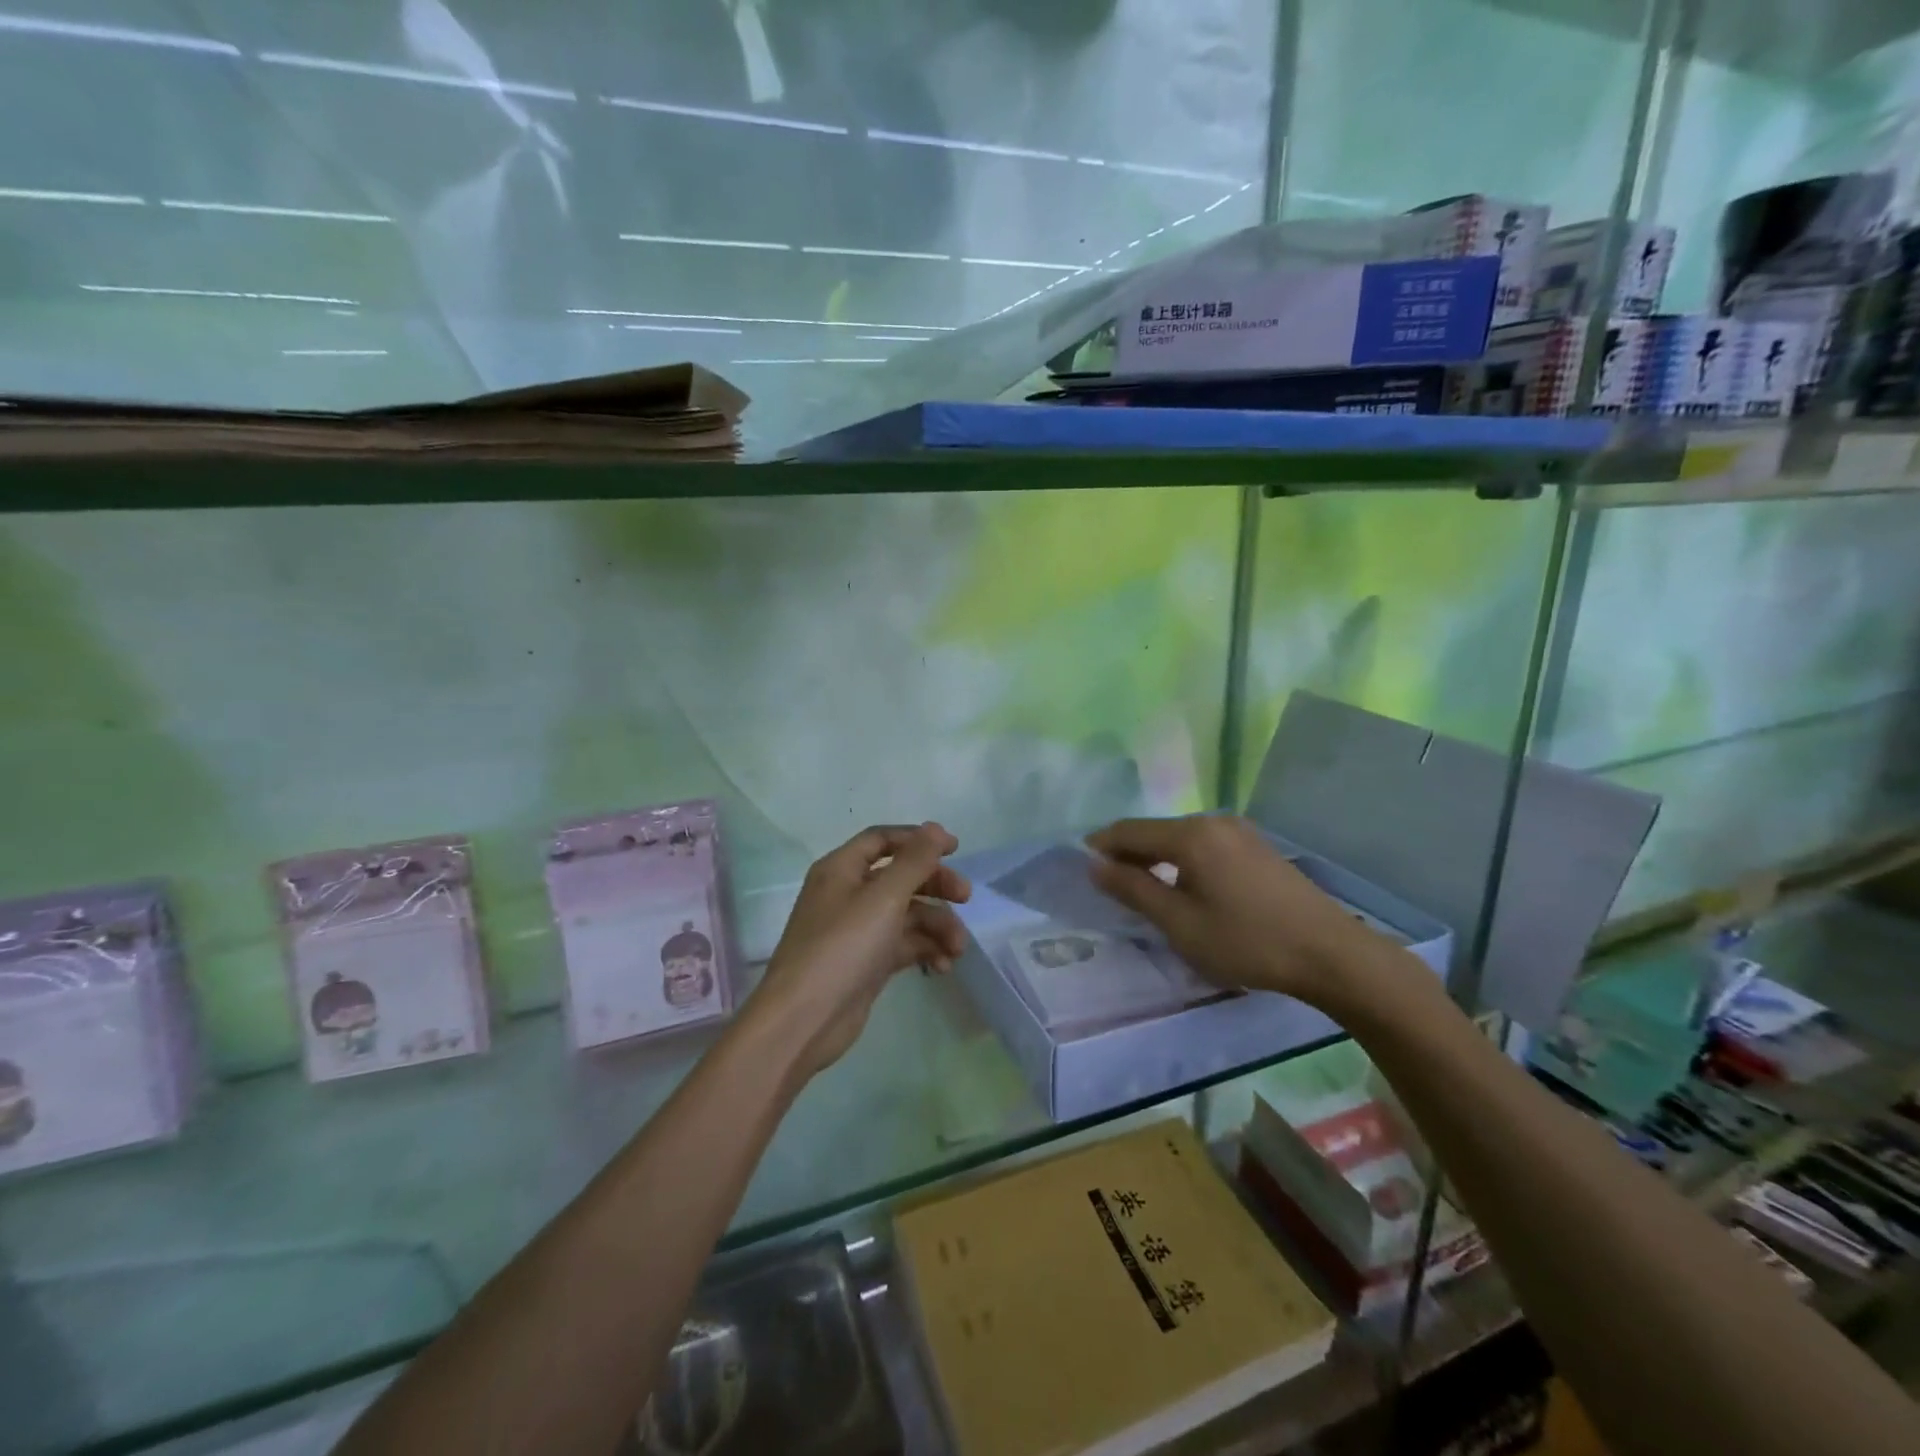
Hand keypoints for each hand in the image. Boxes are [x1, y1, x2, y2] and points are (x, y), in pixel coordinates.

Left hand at [753, 823, 971, 1078]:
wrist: (805, 1020)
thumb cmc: (843, 947)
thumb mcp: (884, 898)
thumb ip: (915, 861)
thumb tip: (935, 828)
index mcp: (841, 870)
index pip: (882, 840)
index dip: (918, 840)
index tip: (955, 849)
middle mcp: (847, 895)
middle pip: (900, 877)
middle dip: (934, 885)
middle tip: (966, 897)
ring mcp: (857, 931)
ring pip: (906, 914)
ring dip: (936, 925)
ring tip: (957, 949)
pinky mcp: (867, 963)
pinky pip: (903, 945)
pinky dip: (924, 950)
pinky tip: (943, 967)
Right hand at [1086, 814, 1411, 1011]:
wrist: (1330, 954)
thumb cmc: (1246, 941)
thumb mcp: (1180, 923)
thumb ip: (1133, 890)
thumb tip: (1095, 866)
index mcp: (1190, 835)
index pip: (1130, 830)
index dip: (1101, 845)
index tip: (1081, 864)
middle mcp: (1213, 822)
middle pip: (1156, 831)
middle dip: (1129, 852)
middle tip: (1110, 882)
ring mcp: (1240, 832)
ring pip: (1182, 838)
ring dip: (1157, 858)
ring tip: (1144, 888)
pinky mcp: (1258, 848)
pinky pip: (1205, 846)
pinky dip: (1184, 861)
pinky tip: (1186, 887)